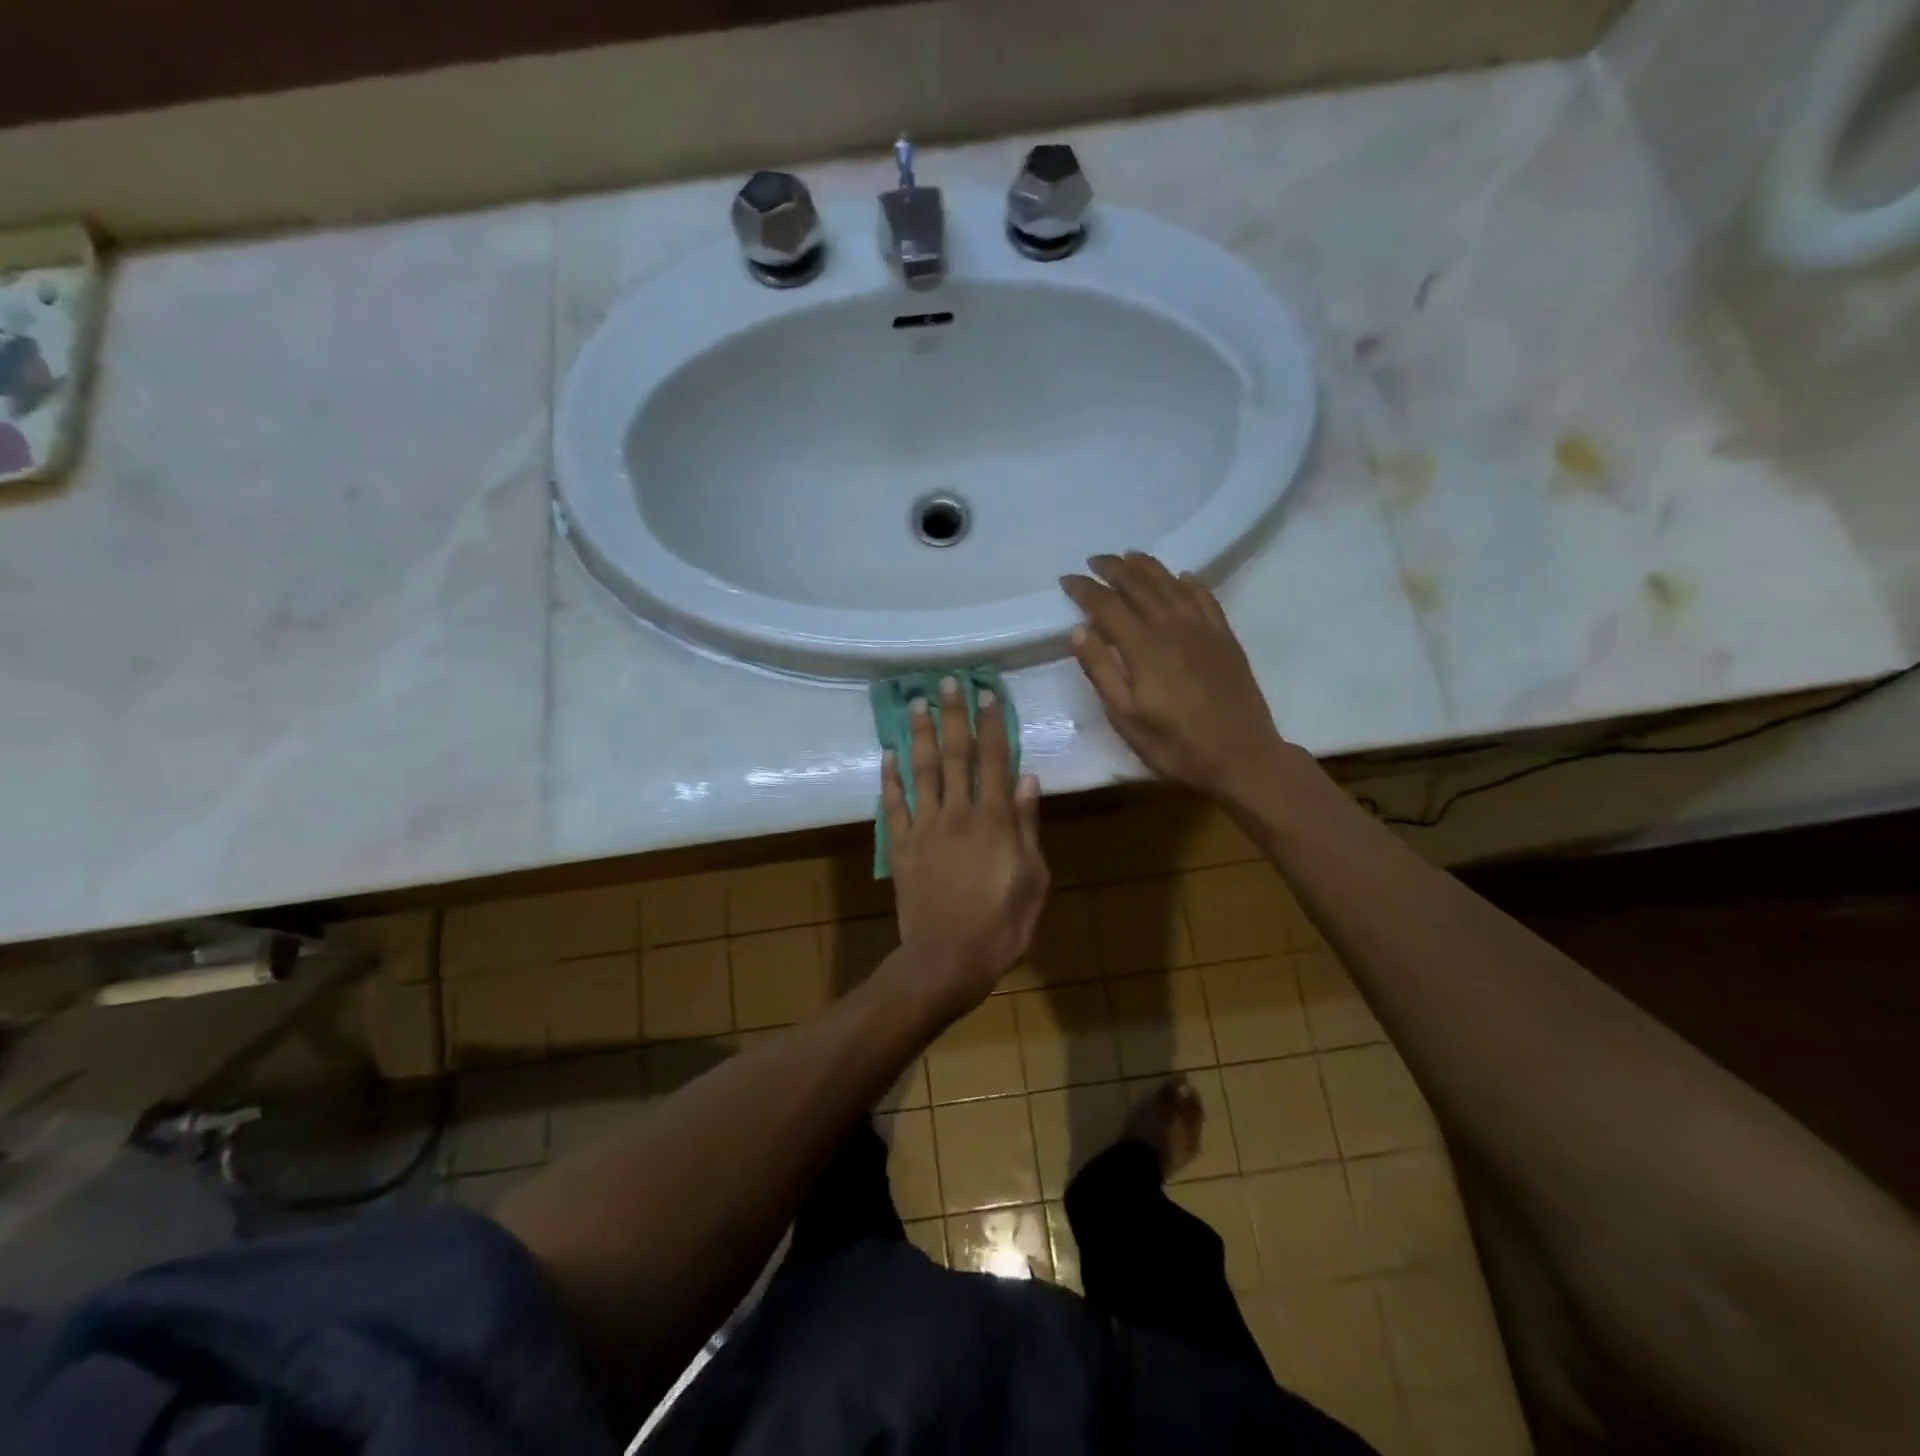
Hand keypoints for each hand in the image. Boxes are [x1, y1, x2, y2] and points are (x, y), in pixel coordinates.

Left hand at [882, 678, 1048, 1016]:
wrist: (947, 959)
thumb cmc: (1002, 924)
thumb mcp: (1034, 877)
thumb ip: (1028, 826)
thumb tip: (1028, 779)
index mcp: (994, 819)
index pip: (994, 760)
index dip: (992, 725)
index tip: (988, 694)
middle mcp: (957, 812)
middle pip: (954, 754)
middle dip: (953, 715)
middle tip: (949, 681)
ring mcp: (924, 827)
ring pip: (921, 770)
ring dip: (919, 734)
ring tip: (917, 702)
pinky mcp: (900, 846)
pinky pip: (893, 805)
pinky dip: (890, 778)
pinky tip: (888, 753)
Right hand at [1061, 552, 1288, 801]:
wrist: (1241, 756)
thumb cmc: (1175, 744)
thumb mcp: (1126, 718)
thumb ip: (1102, 671)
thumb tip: (1079, 630)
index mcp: (1144, 647)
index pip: (1107, 605)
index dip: (1085, 589)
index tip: (1067, 579)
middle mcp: (1173, 627)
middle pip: (1139, 585)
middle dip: (1114, 569)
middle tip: (1094, 560)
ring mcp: (1203, 629)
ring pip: (1171, 584)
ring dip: (1148, 566)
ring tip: (1129, 556)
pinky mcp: (1225, 638)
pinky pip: (1205, 597)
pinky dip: (1189, 582)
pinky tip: (1181, 577)